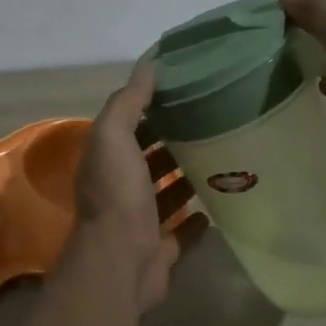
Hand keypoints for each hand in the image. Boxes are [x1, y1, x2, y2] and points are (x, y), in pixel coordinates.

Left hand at [73, 58, 196, 308]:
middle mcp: (119, 188)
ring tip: (220, 156)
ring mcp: (140, 220)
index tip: (184, 92)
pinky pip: (182, 230)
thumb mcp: (114, 136)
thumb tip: (149, 63)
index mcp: (106, 160)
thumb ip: (128, 101)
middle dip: (171, 141)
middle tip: (211, 122)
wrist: (121, 262)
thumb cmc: (117, 194)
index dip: (150, 109)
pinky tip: (218, 203)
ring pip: (165, 193)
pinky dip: (196, 218)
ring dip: (184, 177)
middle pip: (147, 159)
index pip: (128, 126)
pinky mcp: (161, 248)